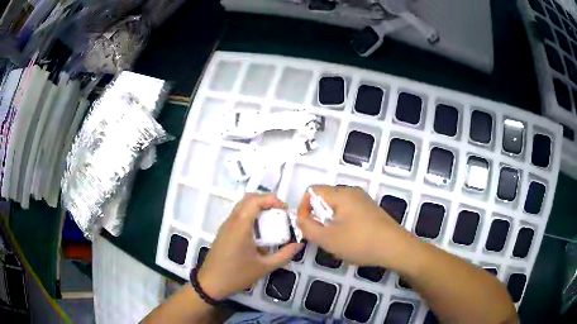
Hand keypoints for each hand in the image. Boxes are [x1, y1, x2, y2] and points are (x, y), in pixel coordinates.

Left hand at [198, 193, 303, 299]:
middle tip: (281, 214)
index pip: (255, 200)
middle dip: (267, 201)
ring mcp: (226, 225)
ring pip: (242, 206)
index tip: (285, 211)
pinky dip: (251, 215)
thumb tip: (299, 244)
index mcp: (241, 226)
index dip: (272, 200)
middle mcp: (232, 221)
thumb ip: (285, 255)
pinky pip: (238, 215)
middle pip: (248, 198)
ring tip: (273, 222)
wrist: (211, 283)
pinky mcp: (224, 231)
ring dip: (259, 208)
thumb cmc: (237, 275)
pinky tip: (260, 232)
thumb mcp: (265, 267)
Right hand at [297, 185, 416, 267]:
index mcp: (341, 194)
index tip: (306, 227)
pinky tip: (349, 240)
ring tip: (334, 240)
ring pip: (336, 207)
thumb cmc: (360, 242)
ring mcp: (363, 201)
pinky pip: (348, 212)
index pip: (312, 190)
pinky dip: (341, 223)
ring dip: (329, 222)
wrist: (396, 248)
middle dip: (317, 217)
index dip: (303, 208)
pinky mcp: (370, 210)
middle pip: (324, 198)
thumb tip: (301, 219)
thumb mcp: (328, 239)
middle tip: (320, 236)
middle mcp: (352, 192)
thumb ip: (308, 227)